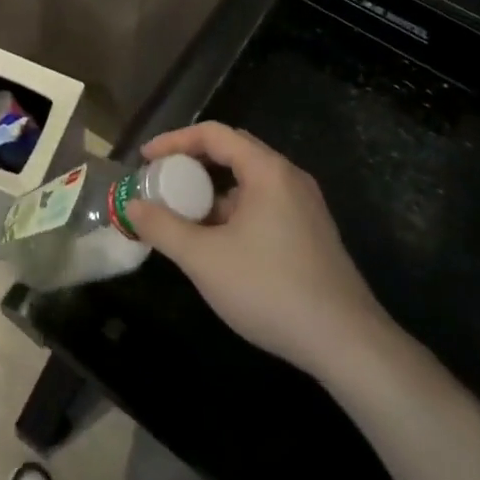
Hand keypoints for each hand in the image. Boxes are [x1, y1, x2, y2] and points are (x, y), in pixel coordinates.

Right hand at [127, 123, 392, 380]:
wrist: (347, 344)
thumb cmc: (271, 290)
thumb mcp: (205, 259)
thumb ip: (163, 228)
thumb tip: (131, 206)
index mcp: (268, 171)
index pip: (213, 134)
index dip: (174, 141)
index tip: (145, 159)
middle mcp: (289, 178)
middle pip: (232, 152)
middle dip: (192, 164)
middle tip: (161, 183)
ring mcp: (305, 206)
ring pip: (248, 182)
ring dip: (212, 192)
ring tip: (183, 216)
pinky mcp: (311, 233)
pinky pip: (263, 205)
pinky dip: (233, 211)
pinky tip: (217, 243)